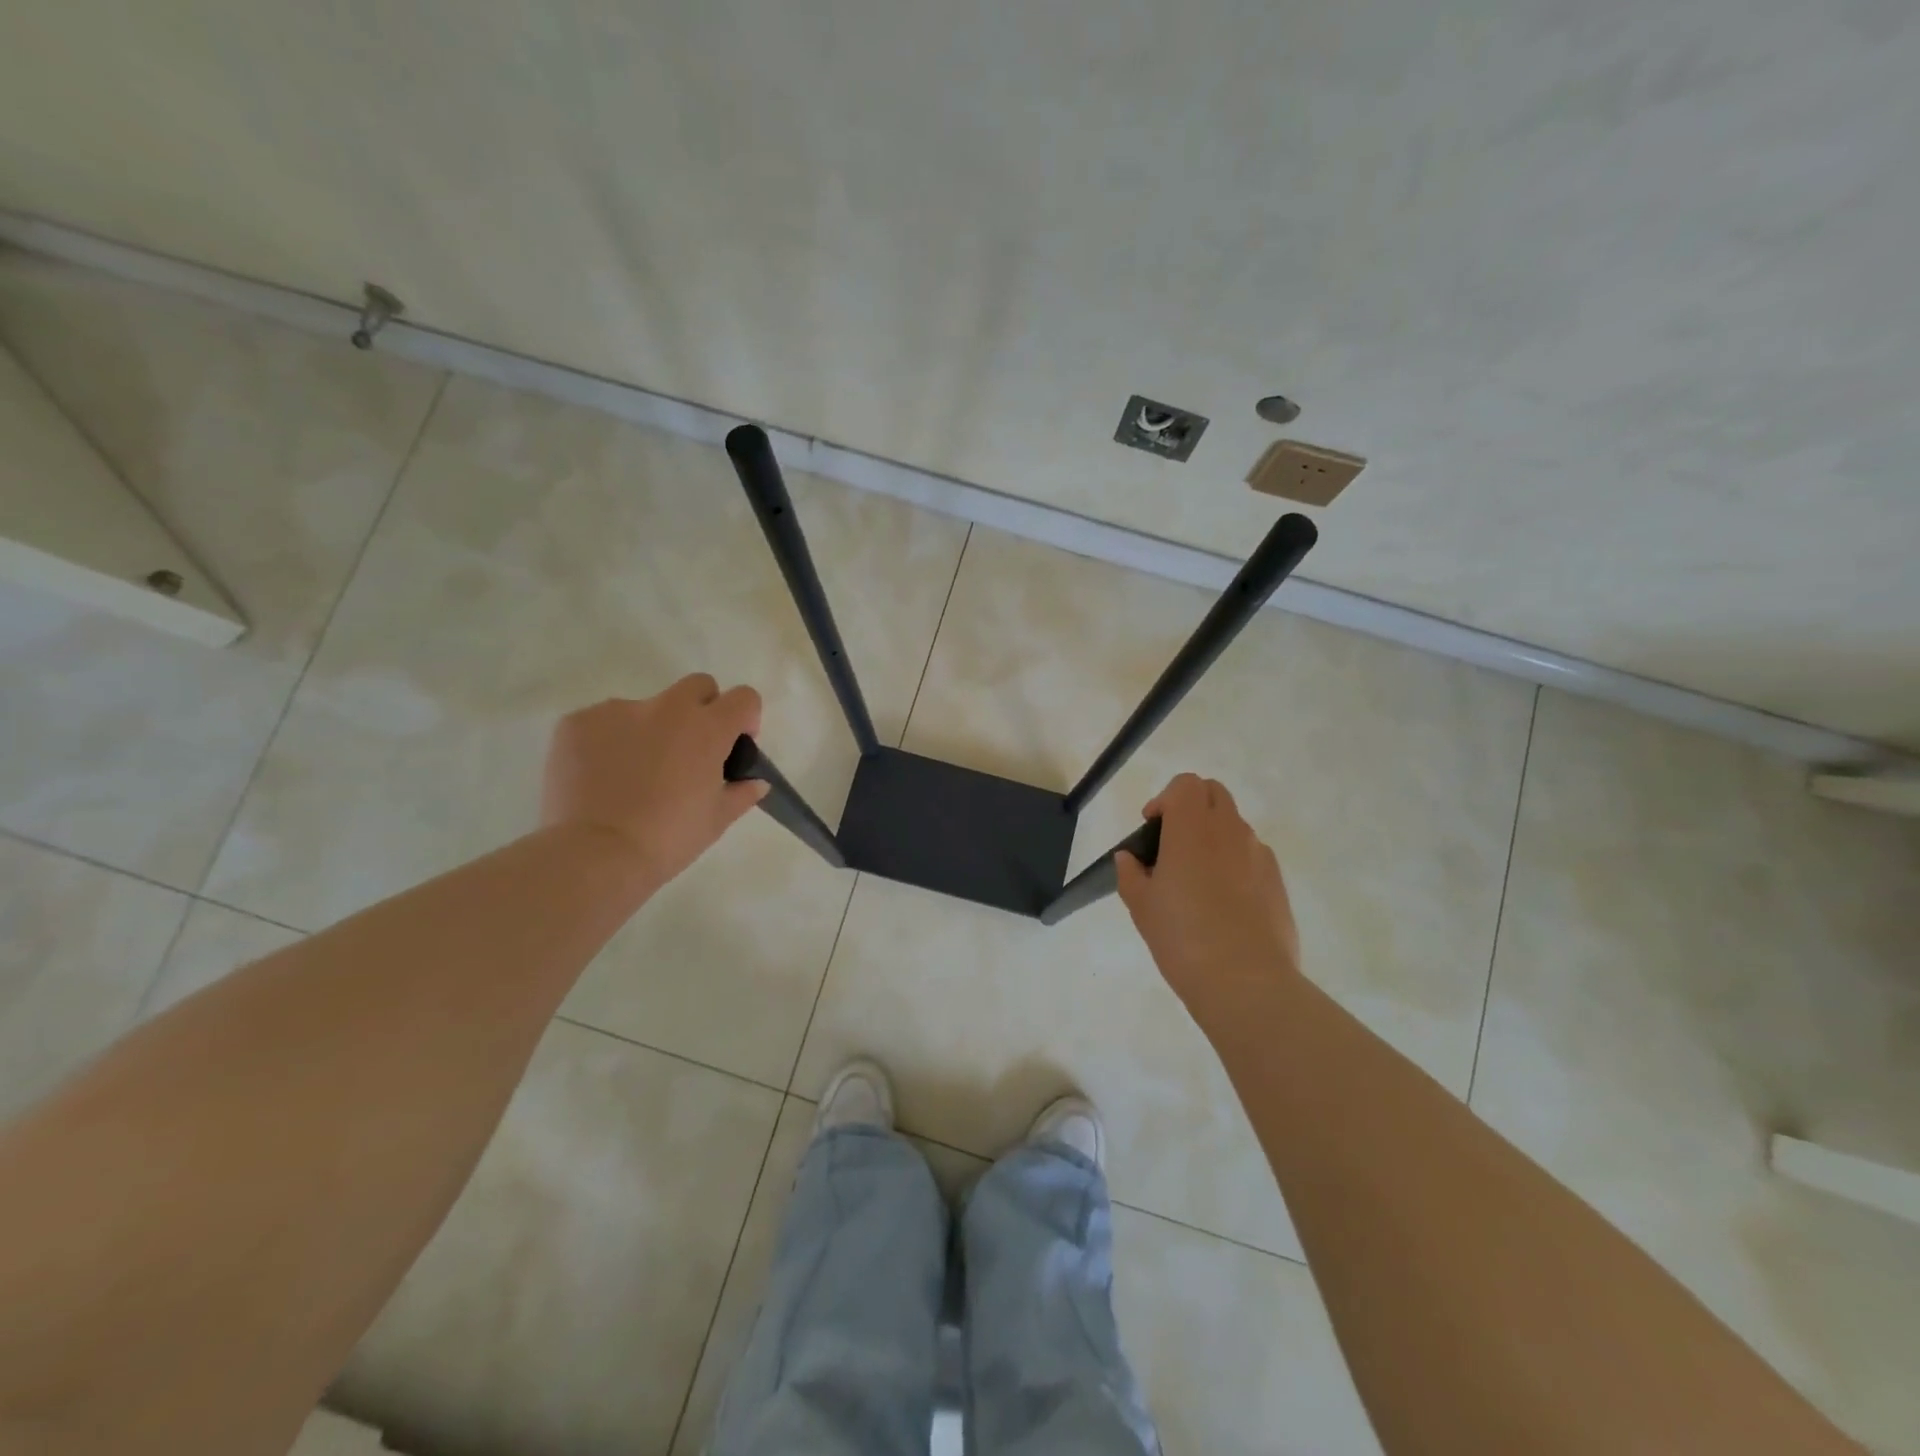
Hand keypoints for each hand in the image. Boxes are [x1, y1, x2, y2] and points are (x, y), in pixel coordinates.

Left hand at [542, 674, 768, 890]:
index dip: (745, 717)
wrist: (594, 854)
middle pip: (697, 686)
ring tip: (634, 774)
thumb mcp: (716, 820)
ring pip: (646, 707)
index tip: (735, 744)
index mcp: (707, 729)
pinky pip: (603, 723)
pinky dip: (608, 742)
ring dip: (651, 729)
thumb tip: (755, 781)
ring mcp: (617, 710)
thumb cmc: (668, 839)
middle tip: (689, 751)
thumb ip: (741, 793)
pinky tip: (602, 777)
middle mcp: (666, 708)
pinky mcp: (577, 722)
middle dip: (702, 709)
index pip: (744, 697)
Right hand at [1116, 773, 1300, 1030]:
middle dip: (1192, 807)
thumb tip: (1129, 858)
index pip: (1186, 784)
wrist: (1246, 982)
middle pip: (1214, 793)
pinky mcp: (1278, 881)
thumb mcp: (1141, 906)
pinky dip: (1236, 863)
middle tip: (1173, 844)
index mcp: (1192, 828)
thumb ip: (1131, 874)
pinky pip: (1253, 856)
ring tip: (1198, 879)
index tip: (1153, 828)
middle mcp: (1230, 830)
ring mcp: (1259, 854)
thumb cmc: (1183, 937)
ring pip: (1235, 825)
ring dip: (1214, 836)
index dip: (1166, 799)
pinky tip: (1224, 903)